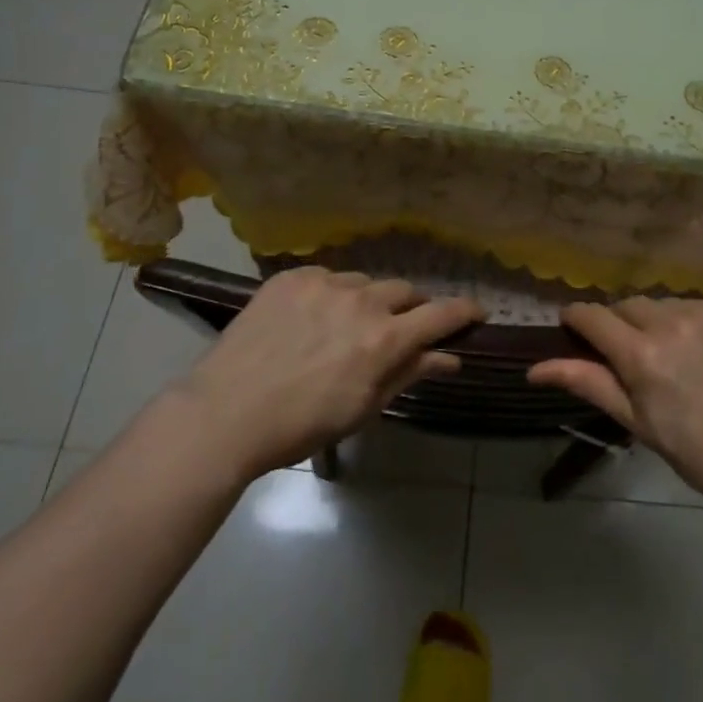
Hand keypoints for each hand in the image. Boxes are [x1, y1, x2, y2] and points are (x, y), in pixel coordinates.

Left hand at [163, 268, 482, 481]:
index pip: (441, 314)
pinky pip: (326, 277)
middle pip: (404, 291)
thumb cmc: (302, 424)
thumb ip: (409, 373)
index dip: (464, 311)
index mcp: (384, 338)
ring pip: (364, 282)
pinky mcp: (291, 277)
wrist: (226, 413)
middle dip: (410, 308)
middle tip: (398, 328)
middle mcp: (361, 301)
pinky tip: (311, 318)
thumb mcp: (364, 407)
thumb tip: (450, 358)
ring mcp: (324, 283)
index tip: (476, 312)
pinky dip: (330, 294)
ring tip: (345, 325)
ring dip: (367, 301)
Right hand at [529, 297, 702, 514]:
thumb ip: (587, 383)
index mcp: (642, 354)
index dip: (576, 318)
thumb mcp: (635, 421)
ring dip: (657, 321)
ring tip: (672, 354)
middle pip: (627, 304)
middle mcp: (673, 321)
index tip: (572, 327)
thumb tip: (533, 368)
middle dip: (619, 324)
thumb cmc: (694, 450)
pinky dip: (692, 322)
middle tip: (630, 355)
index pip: (592, 315)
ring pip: (663, 302)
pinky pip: (698, 305)